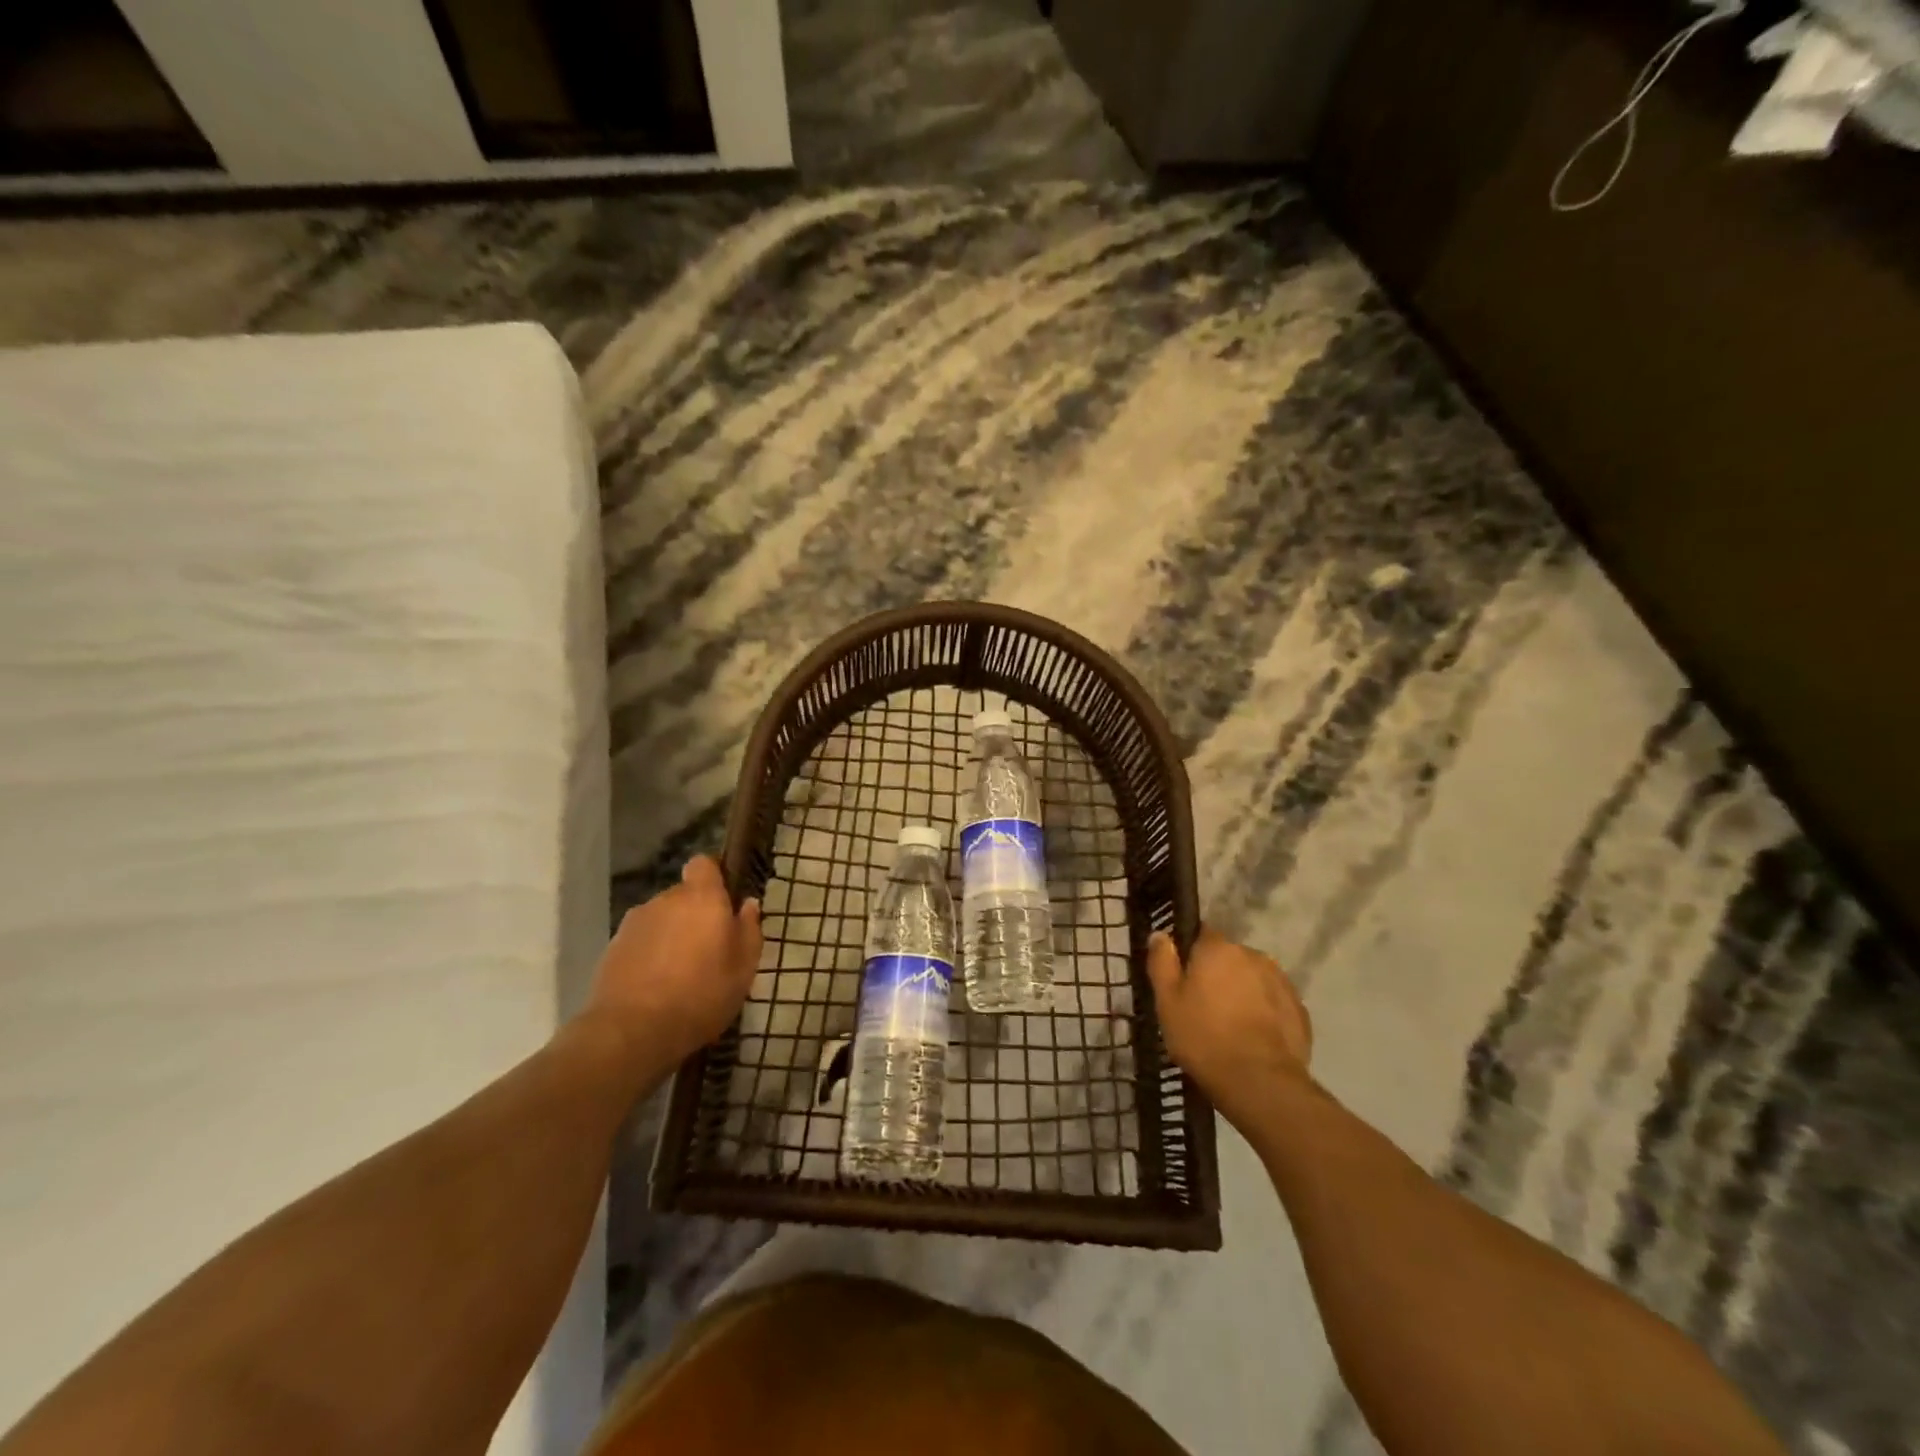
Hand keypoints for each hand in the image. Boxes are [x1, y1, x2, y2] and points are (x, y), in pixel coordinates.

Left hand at [587, 856, 762, 1068]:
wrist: (632, 1031)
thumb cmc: (701, 994)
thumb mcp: (743, 968)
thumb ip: (749, 929)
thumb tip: (748, 904)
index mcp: (701, 898)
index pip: (703, 864)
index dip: (713, 878)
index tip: (724, 902)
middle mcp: (665, 900)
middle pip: (683, 895)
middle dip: (694, 914)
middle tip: (708, 949)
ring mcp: (634, 923)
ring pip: (661, 919)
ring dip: (671, 935)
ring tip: (680, 973)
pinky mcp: (612, 948)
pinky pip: (641, 941)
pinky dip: (650, 955)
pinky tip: (656, 986)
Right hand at [1147, 927, 1312, 1128]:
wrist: (1260, 1083)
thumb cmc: (1204, 1037)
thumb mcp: (1167, 1001)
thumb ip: (1162, 962)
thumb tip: (1160, 934)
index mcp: (1218, 949)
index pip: (1201, 934)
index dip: (1190, 954)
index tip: (1182, 978)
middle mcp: (1253, 955)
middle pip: (1229, 958)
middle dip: (1217, 975)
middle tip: (1203, 1006)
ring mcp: (1281, 982)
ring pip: (1253, 979)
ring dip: (1242, 992)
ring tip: (1230, 1026)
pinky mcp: (1299, 1010)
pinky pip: (1273, 1002)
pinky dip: (1263, 1013)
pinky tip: (1252, 1038)